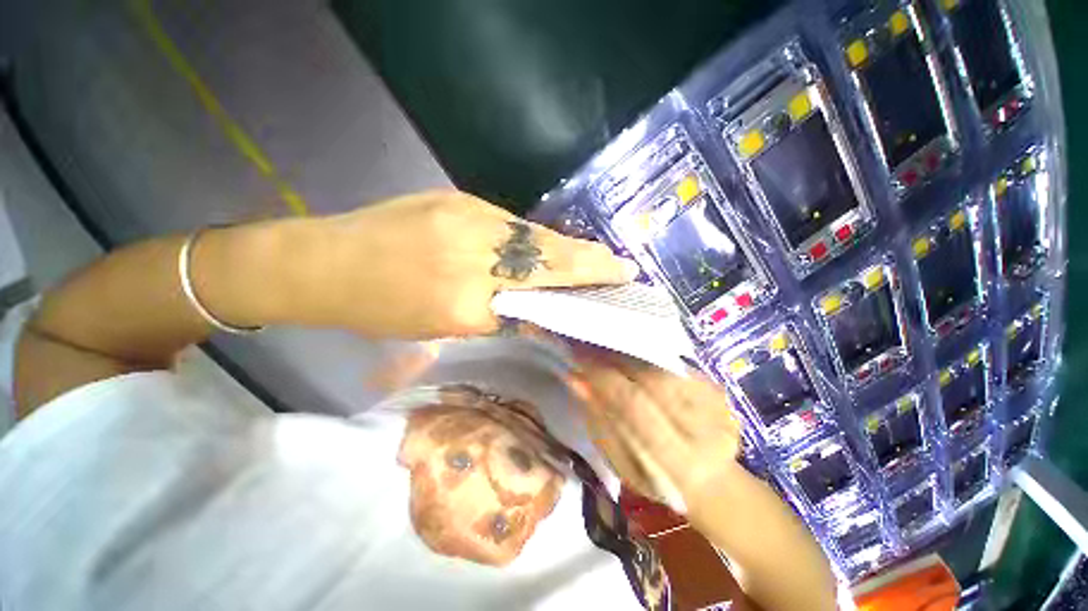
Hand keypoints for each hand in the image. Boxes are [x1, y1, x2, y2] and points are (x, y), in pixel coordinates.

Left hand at [282, 190, 637, 338]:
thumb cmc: (379, 309)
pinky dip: (535, 238)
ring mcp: (465, 216)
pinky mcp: (457, 199)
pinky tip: (547, 245)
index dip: (582, 282)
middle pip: (546, 254)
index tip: (617, 277)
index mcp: (464, 298)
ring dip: (564, 248)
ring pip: (532, 235)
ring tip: (592, 257)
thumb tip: (537, 308)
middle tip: (618, 264)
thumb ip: (495, 314)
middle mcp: (472, 251)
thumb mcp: (440, 327)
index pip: (541, 287)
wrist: (325, 264)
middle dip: (587, 259)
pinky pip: (511, 223)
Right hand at [568, 348, 742, 516]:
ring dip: (632, 357)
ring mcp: (718, 407)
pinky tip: (636, 360)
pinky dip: (651, 360)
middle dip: (617, 360)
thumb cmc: (657, 481)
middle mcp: (703, 430)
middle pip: (652, 378)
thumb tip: (577, 379)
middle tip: (592, 349)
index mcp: (677, 461)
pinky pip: (677, 365)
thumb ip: (599, 420)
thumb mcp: (621, 462)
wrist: (712, 483)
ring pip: (664, 367)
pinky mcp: (721, 392)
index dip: (604, 378)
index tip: (579, 361)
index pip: (634, 405)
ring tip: (610, 353)